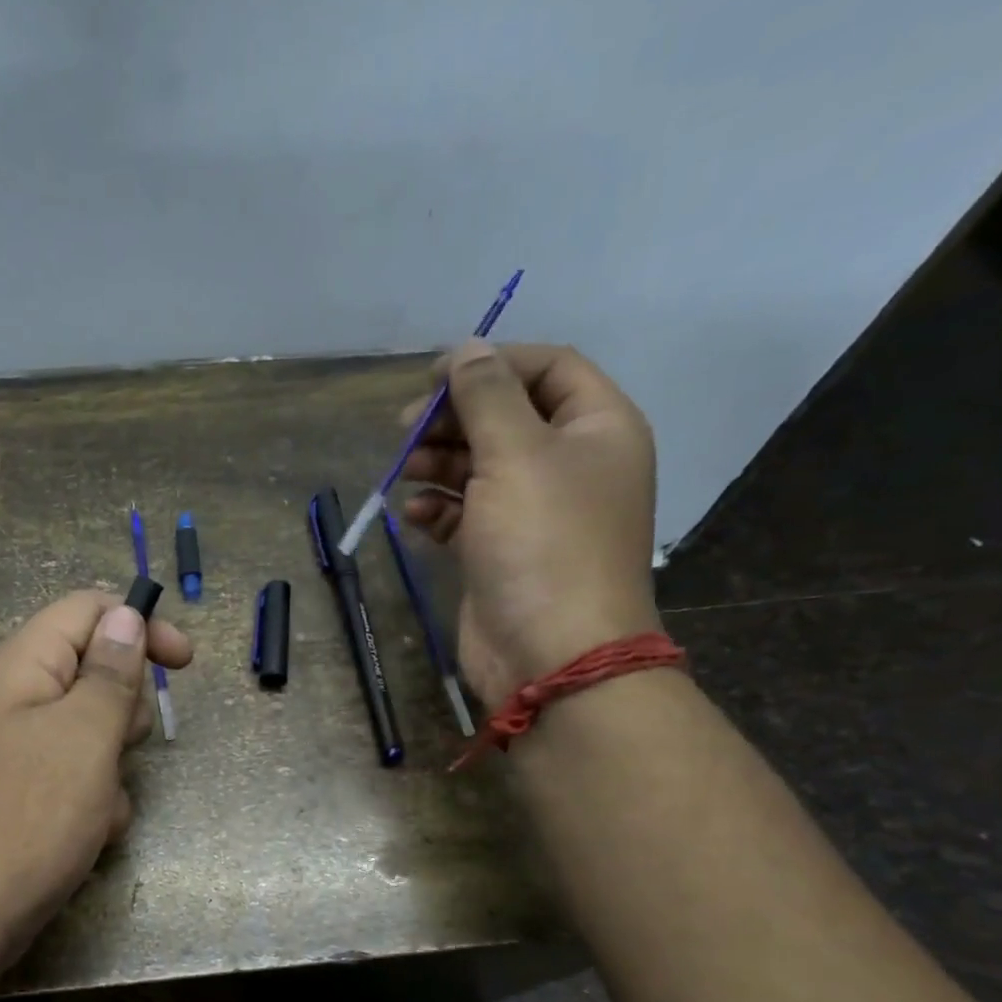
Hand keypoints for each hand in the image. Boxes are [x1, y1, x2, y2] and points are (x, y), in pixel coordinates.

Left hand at [0, 590, 191, 973]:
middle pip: (92, 671)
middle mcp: (13, 700)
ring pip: (89, 733)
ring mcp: (13, 751)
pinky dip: (92, 801)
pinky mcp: (17, 796)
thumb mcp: (85, 736)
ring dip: (112, 766)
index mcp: (23, 667)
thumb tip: (124, 615)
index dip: (139, 624)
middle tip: (123, 745)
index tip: (183, 662)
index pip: (87, 610)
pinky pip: (72, 778)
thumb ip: (110, 673)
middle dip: (124, 709)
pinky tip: (87, 837)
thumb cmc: (28, 817)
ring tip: (100, 806)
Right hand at [400, 342, 661, 706]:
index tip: (433, 377)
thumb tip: (467, 349)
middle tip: (404, 429)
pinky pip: (467, 515)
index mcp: (597, 428)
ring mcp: (535, 513)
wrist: (550, 653)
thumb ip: (487, 396)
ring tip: (404, 471)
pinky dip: (439, 510)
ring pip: (481, 467)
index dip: (491, 362)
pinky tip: (415, 516)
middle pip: (507, 417)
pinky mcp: (502, 553)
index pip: (547, 368)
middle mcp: (571, 465)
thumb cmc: (542, 542)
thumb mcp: (515, 454)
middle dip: (455, 418)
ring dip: (439, 463)